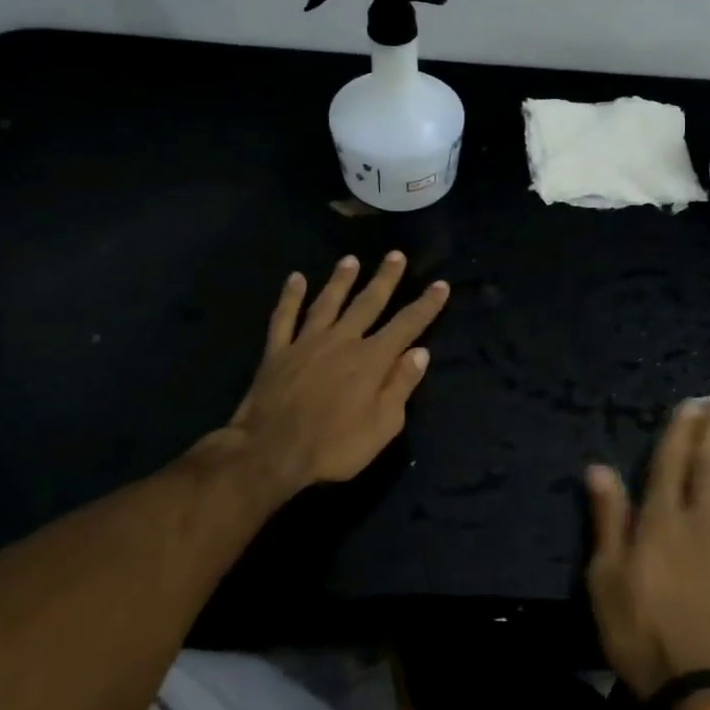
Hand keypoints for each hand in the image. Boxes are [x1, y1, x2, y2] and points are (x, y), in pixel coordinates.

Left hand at [202, 252, 448, 499]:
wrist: (270, 453)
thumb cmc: (333, 446)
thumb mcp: (383, 426)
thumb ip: (401, 386)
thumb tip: (420, 353)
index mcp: (372, 359)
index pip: (407, 325)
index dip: (426, 304)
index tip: (440, 284)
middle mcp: (342, 341)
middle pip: (368, 302)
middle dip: (385, 278)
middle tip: (395, 255)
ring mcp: (307, 343)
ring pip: (328, 302)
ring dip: (341, 280)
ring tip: (351, 260)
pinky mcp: (277, 352)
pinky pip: (284, 317)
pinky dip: (289, 297)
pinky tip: (295, 279)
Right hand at [585, 403, 709, 700]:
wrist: (698, 685)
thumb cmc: (640, 631)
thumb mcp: (606, 578)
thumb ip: (607, 519)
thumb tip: (598, 468)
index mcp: (660, 520)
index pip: (671, 463)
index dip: (681, 432)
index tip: (691, 406)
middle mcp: (699, 519)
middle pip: (709, 466)